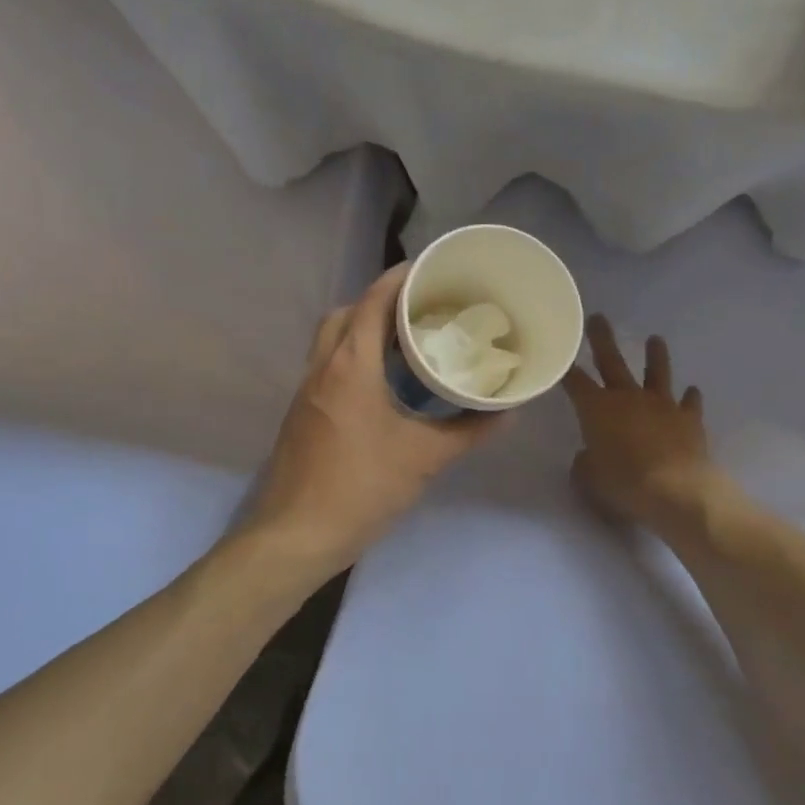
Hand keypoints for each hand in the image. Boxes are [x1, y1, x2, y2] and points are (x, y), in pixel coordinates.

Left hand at [246, 264, 502, 576]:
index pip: (372, 301)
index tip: (430, 270)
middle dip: (378, 302)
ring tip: (403, 345)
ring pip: (330, 341)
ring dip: (361, 331)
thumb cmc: (362, 487)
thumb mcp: (424, 458)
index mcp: (351, 366)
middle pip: (345, 314)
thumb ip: (468, 431)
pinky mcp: (301, 414)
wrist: (297, 533)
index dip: (399, 278)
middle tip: (418, 312)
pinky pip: (326, 367)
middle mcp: (322, 368)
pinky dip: (351, 359)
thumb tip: (507, 412)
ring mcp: (306, 391)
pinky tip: (380, 386)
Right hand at [562, 315, 713, 531]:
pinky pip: (689, 403)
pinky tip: (692, 392)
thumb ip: (585, 461)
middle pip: (612, 361)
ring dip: (655, 356)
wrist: (676, 491)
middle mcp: (628, 398)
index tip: (561, 353)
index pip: (575, 381)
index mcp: (596, 408)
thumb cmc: (623, 483)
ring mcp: (662, 405)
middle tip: (598, 317)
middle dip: (602, 339)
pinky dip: (690, 398)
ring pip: (657, 372)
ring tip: (655, 339)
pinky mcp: (689, 419)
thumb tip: (589, 454)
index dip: (566, 368)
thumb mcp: (589, 477)